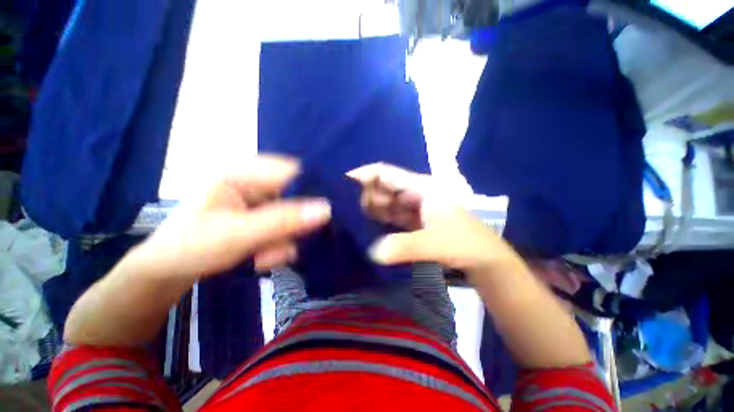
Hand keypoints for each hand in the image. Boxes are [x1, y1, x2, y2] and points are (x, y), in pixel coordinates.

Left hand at [133, 155, 331, 278]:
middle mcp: (254, 183)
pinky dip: (280, 244)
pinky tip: (264, 257)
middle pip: (295, 196)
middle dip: (294, 224)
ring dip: (285, 239)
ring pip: (292, 216)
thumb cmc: (191, 247)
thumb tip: (327, 209)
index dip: (314, 189)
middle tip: (288, 244)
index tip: (327, 213)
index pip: (292, 171)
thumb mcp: (238, 234)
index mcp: (242, 173)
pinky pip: (285, 226)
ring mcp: (259, 201)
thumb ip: (283, 221)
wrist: (167, 272)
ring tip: (266, 257)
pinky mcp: (262, 217)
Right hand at [347, 163, 516, 271]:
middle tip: (346, 208)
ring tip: (352, 215)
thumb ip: (404, 246)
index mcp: (422, 187)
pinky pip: (393, 213)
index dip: (365, 174)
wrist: (484, 259)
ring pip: (388, 201)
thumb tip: (373, 252)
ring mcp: (416, 206)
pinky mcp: (415, 219)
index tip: (344, 182)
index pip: (387, 173)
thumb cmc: (464, 243)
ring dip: (372, 206)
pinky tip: (368, 222)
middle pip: (385, 187)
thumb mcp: (434, 243)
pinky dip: (381, 216)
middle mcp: (417, 192)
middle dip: (366, 194)